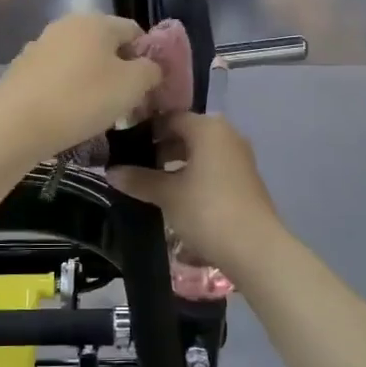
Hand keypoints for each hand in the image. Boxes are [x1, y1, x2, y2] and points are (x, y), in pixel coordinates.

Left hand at [0, 12, 161, 159]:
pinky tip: (70, 116)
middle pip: (106, 46)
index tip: (150, 88)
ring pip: (81, 62)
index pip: (135, 31)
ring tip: (99, 115)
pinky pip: (58, 77)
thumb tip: (151, 67)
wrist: (16, 123)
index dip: (149, 58)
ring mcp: (41, 46)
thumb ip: (151, 70)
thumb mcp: (132, 85)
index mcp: (96, 21)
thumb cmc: (82, 99)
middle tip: (128, 105)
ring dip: (95, 83)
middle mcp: (67, 25)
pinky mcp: (23, 69)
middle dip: (121, 73)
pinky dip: (69, 92)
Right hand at [107, 112, 281, 270]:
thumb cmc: (207, 211)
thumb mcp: (167, 195)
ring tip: (148, 182)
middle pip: (185, 133)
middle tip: (131, 165)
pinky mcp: (244, 180)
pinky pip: (211, 168)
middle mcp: (226, 135)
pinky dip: (191, 175)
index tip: (122, 145)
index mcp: (208, 128)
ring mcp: (239, 158)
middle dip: (158, 148)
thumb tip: (110, 171)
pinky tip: (173, 195)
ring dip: (174, 164)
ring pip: (198, 152)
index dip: (144, 130)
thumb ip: (138, 179)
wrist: (255, 248)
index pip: (169, 117)